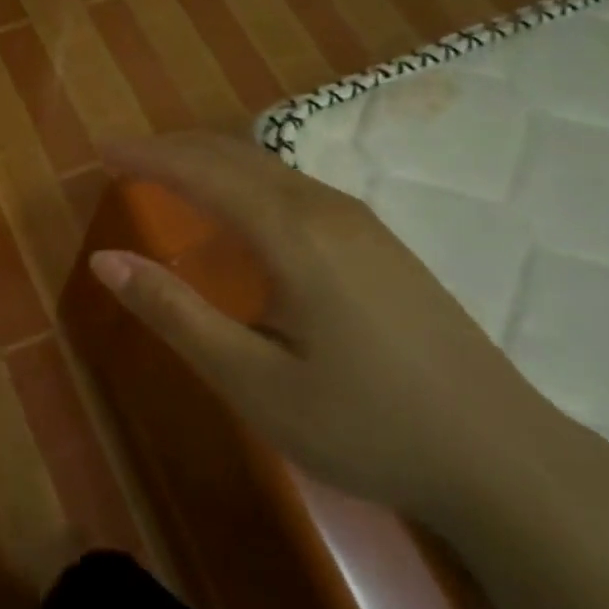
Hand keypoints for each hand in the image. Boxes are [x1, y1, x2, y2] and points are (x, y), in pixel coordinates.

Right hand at [89, 131, 584, 527]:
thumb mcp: (254, 382)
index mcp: (293, 234)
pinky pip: (293, 187)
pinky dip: (244, 180)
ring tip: (166, 173)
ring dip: (210, 161)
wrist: (507, 460)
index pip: (202, 172)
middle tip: (123, 157)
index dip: (147, 156)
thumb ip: (176, 314)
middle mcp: (327, 210)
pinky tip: (238, 210)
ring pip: (269, 168)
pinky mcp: (380, 245)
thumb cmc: (368, 425)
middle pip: (236, 156)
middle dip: (173, 148)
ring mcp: (362, 224)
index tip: (101, 150)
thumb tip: (105, 260)